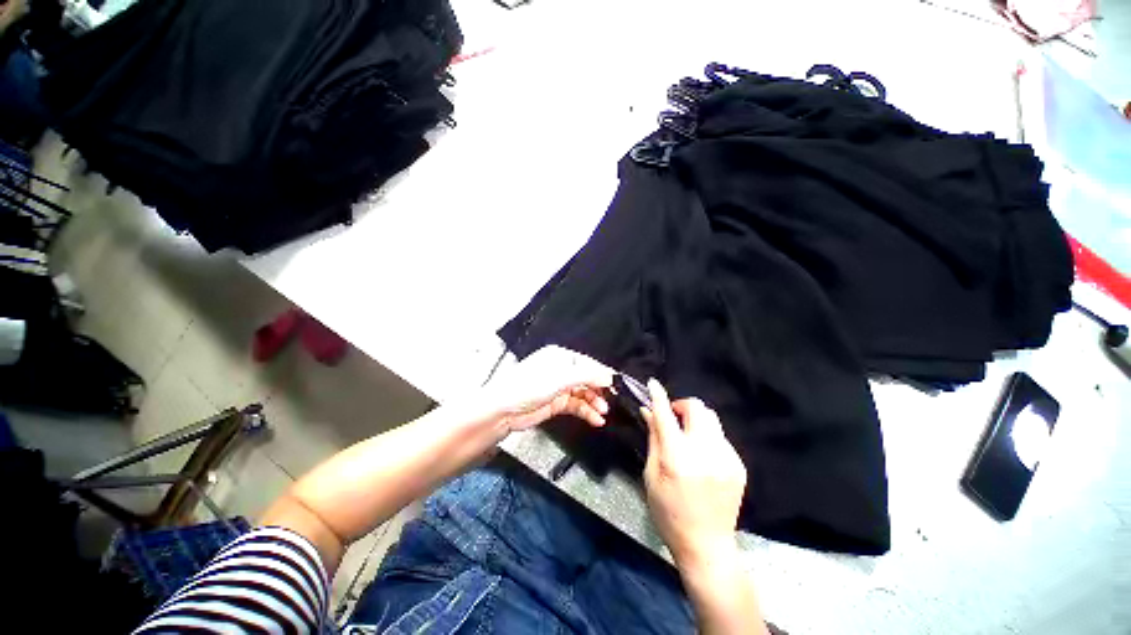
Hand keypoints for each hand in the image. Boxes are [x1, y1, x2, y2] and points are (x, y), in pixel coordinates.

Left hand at [480, 346, 613, 431]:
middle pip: (587, 379)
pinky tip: (595, 419)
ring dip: (594, 403)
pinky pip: (577, 406)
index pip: (587, 363)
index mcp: (560, 357)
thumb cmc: (527, 387)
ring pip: (583, 393)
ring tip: (603, 412)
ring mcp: (558, 387)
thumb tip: (609, 377)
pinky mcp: (556, 403)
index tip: (617, 384)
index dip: (602, 374)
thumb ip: (586, 376)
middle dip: (599, 390)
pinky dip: (587, 412)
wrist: (502, 411)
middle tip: (612, 401)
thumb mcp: (560, 378)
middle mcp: (561, 370)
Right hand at [641, 380, 746, 569]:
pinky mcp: (738, 465)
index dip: (658, 396)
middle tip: (673, 417)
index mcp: (678, 458)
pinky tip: (701, 455)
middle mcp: (705, 453)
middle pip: (698, 408)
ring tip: (687, 437)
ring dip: (696, 420)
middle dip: (682, 406)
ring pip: (712, 419)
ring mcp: (726, 458)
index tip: (653, 383)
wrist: (706, 545)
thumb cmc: (668, 512)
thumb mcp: (651, 475)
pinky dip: (707, 437)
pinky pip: (720, 437)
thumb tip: (648, 411)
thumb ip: (653, 438)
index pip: (666, 415)